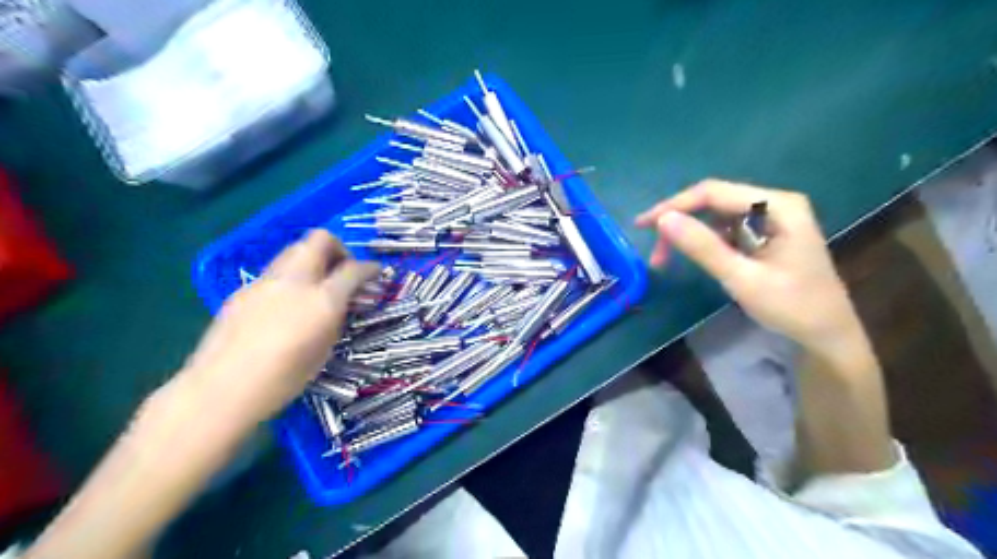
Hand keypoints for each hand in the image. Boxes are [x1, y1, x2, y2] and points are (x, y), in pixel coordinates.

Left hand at [175, 230, 377, 430]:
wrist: (220, 389)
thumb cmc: (283, 379)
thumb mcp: (325, 349)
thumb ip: (336, 317)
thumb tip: (342, 302)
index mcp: (321, 300)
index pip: (353, 268)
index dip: (369, 267)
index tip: (375, 272)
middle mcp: (295, 281)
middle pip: (320, 240)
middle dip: (338, 249)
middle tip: (342, 271)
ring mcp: (265, 281)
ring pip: (295, 250)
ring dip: (313, 259)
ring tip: (316, 286)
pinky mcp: (243, 289)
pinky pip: (275, 271)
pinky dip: (291, 276)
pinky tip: (286, 304)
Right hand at [639, 178, 864, 353]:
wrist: (828, 335)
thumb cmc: (792, 308)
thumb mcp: (742, 279)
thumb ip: (702, 247)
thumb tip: (663, 220)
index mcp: (777, 206)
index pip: (713, 193)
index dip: (674, 206)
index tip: (642, 225)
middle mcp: (774, 204)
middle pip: (714, 201)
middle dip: (680, 222)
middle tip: (654, 251)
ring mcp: (771, 218)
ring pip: (716, 216)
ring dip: (689, 234)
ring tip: (666, 259)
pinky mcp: (765, 234)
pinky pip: (725, 229)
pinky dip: (704, 242)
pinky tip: (695, 257)